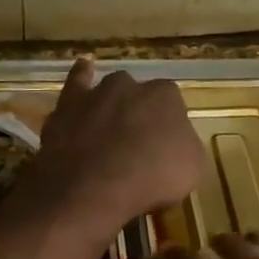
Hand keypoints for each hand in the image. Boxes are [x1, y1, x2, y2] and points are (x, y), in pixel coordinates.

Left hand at [27, 58, 205, 236]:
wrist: (93, 189)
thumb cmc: (151, 180)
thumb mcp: (191, 170)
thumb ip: (185, 147)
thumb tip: (177, 143)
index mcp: (166, 97)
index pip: (172, 105)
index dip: (168, 128)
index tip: (165, 149)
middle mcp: (131, 86)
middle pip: (139, 97)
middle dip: (139, 115)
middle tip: (136, 146)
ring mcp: (96, 93)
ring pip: (109, 91)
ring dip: (112, 105)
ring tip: (110, 129)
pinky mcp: (66, 106)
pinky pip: (76, 82)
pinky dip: (80, 76)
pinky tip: (84, 69)